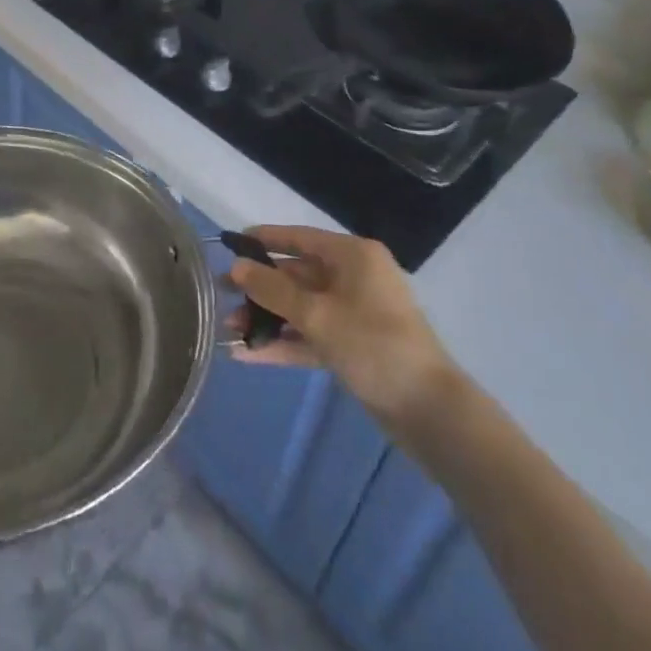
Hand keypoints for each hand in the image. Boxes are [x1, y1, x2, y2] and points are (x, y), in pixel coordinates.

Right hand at [228, 226, 465, 449]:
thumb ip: (273, 290)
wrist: (430, 412)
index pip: (300, 238)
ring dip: (267, 318)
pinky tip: (248, 355)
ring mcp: (354, 314)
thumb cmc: (374, 346)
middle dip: (259, 288)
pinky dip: (284, 342)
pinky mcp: (353, 346)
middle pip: (297, 275)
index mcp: (353, 257)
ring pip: (301, 308)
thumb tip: (236, 266)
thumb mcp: (317, 315)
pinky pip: (311, 335)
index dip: (264, 239)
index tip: (230, 244)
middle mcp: (354, 278)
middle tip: (220, 294)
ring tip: (227, 330)